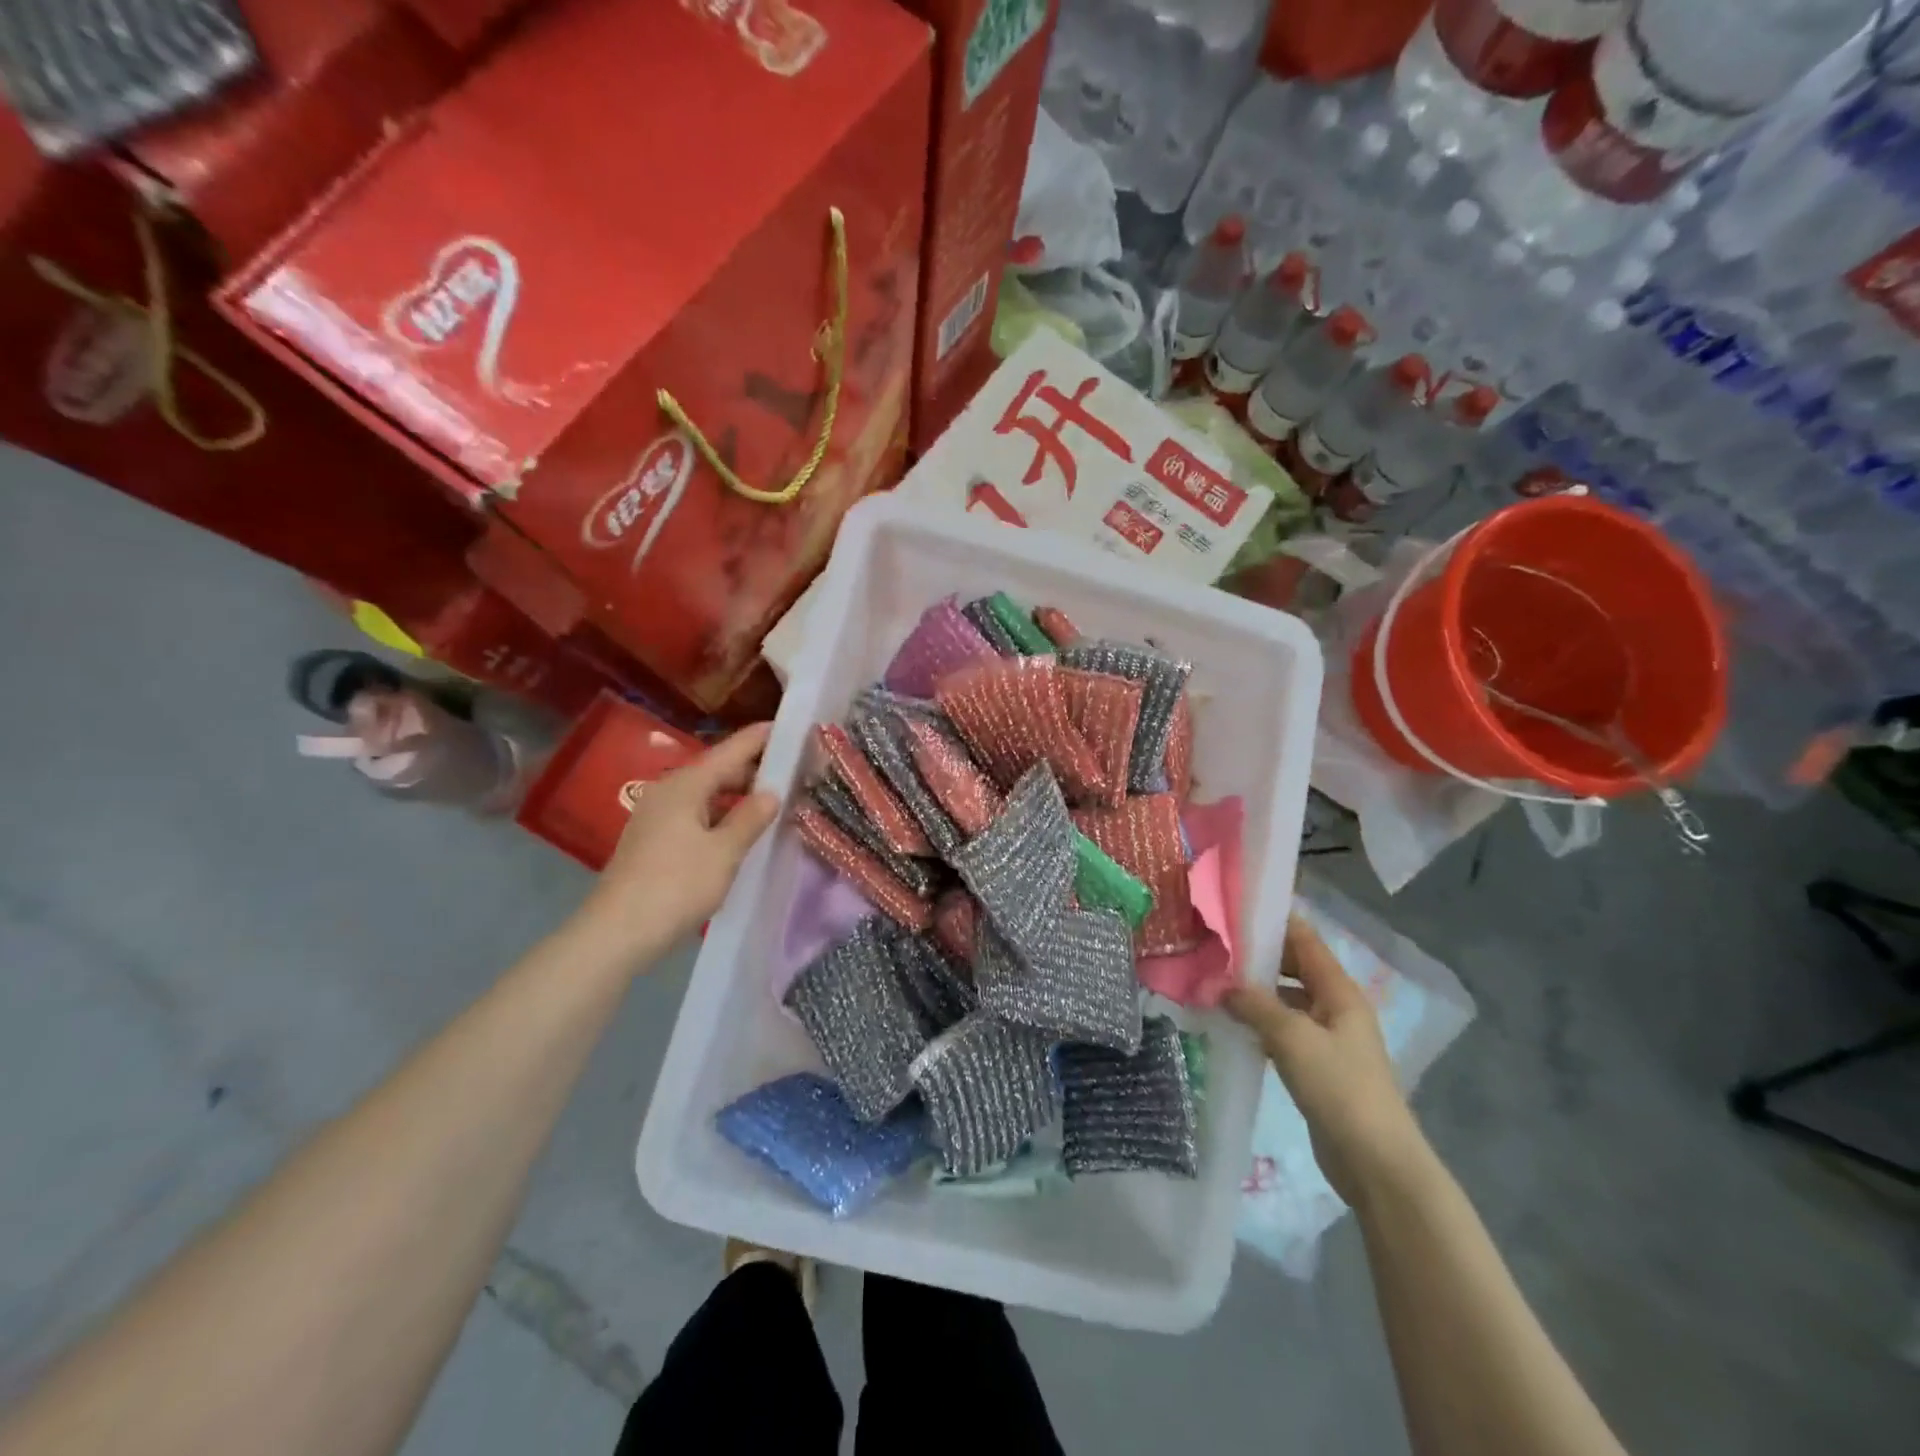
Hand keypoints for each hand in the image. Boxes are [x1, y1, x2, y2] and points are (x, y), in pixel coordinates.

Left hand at [580, 723, 780, 964]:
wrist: (618, 932)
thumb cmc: (676, 886)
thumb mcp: (724, 852)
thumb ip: (750, 818)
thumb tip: (772, 792)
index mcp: (686, 785)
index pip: (730, 751)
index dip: (759, 739)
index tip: (787, 726)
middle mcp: (668, 792)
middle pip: (716, 771)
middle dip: (751, 771)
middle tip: (790, 772)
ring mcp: (656, 816)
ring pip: (705, 795)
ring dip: (736, 796)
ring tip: (771, 803)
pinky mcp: (652, 840)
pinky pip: (694, 815)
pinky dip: (719, 815)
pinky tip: (738, 831)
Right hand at [1225, 914, 1428, 1206]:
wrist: (1376, 1163)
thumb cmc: (1340, 1088)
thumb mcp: (1292, 1038)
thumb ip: (1255, 1005)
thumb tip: (1221, 984)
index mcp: (1339, 992)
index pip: (1305, 940)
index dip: (1275, 921)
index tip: (1235, 907)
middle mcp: (1336, 1008)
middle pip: (1295, 967)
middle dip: (1258, 957)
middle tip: (1214, 947)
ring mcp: (1328, 1039)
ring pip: (1286, 1000)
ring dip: (1255, 992)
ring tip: (1213, 983)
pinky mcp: (1318, 1067)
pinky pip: (1284, 1031)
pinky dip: (1260, 1022)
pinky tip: (1232, 1025)